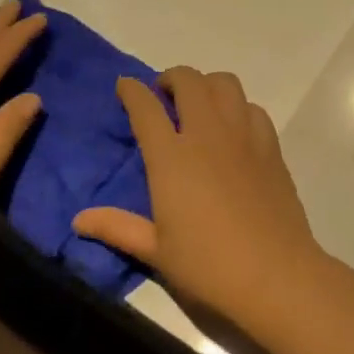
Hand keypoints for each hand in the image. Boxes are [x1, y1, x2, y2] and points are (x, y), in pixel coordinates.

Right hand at [72, 67, 322, 314]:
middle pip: (189, 81)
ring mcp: (243, 137)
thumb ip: (117, 227)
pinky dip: (238, 107)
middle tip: (163, 95)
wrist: (275, 275)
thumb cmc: (208, 266)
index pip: (145, 107)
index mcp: (171, 157)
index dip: (131, 90)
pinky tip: (233, 129)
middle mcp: (207, 135)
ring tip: (199, 105)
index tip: (124, 86)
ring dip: (207, 85)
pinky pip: (253, 108)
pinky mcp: (271, 148)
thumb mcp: (155, 251)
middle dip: (171, 78)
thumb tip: (78, 220)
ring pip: (225, 84)